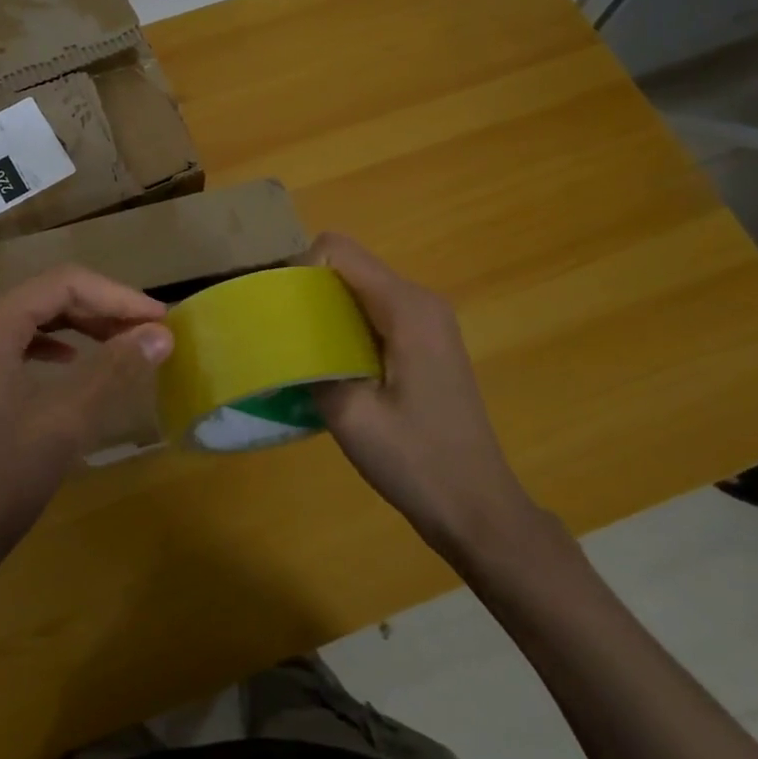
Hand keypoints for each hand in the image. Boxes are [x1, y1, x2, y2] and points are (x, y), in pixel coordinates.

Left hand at [0, 266, 173, 577]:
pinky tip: (73, 364)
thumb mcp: (65, 421)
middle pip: (47, 296)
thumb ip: (113, 369)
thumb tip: (161, 333)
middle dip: (101, 308)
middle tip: (148, 331)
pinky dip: (54, 347)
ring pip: (33, 320)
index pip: (63, 283)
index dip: (117, 295)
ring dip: (81, 326)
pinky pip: (18, 346)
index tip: (160, 319)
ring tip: (123, 343)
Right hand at [306, 234, 545, 566]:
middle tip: (282, 336)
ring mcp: (427, 321)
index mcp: (406, 308)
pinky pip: (374, 312)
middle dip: (309, 291)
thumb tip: (280, 340)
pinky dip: (345, 327)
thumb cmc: (416, 461)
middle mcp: (420, 301)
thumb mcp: (349, 414)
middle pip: (348, 266)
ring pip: (359, 289)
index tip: (281, 312)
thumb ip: (310, 363)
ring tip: (301, 353)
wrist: (477, 508)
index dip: (300, 270)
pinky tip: (333, 368)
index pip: (338, 250)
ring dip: (325, 312)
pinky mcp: (426, 341)